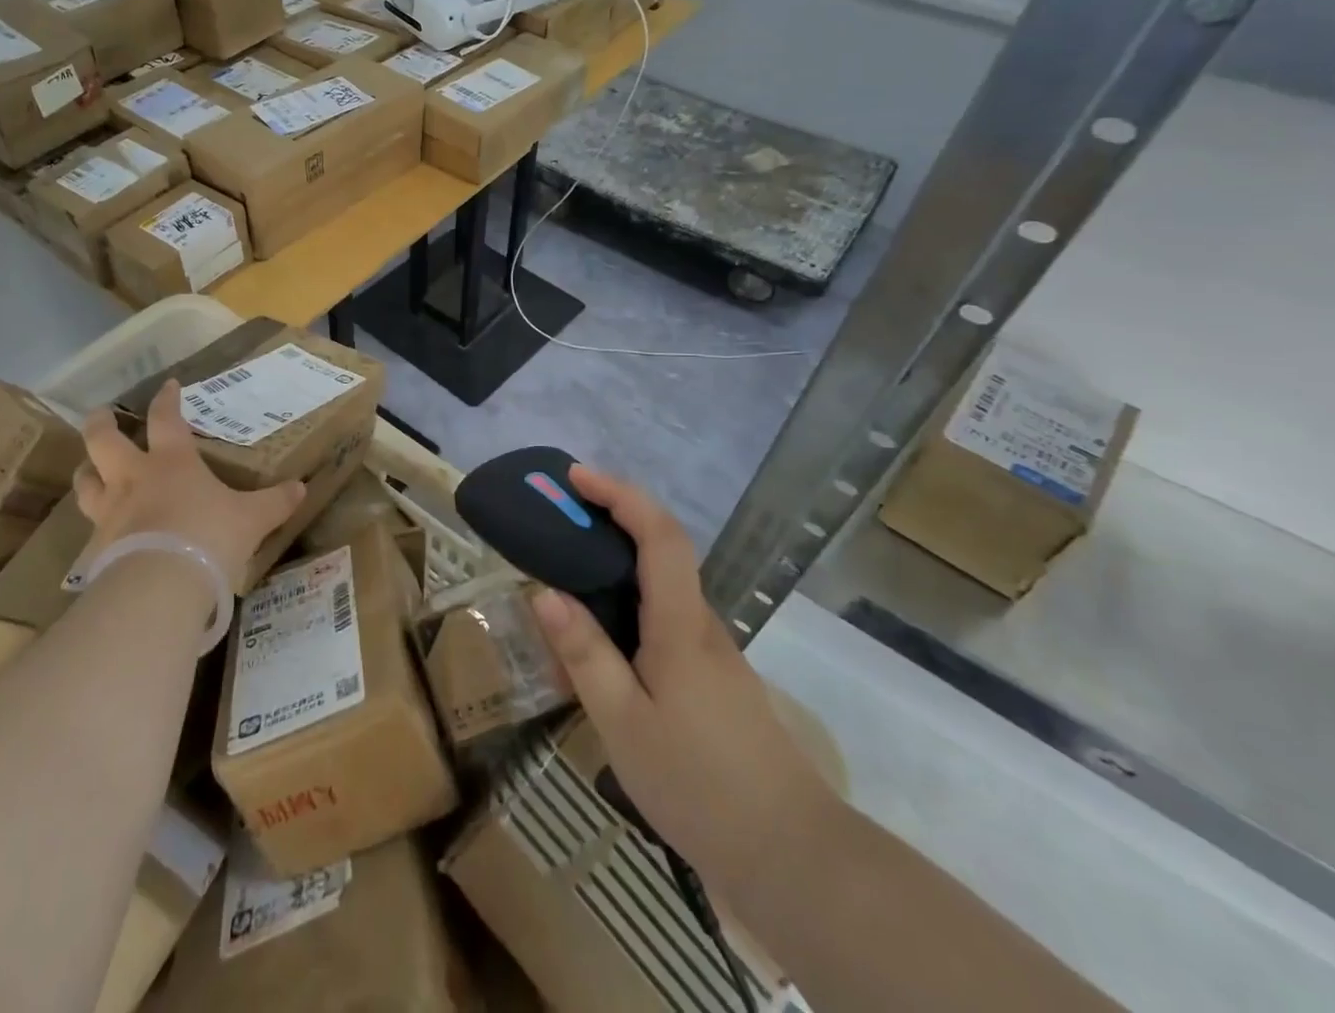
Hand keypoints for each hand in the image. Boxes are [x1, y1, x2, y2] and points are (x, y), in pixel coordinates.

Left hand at [73, 380, 305, 585]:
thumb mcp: (252, 519)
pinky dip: (95, 524)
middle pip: (104, 440)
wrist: (161, 585)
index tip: (168, 385)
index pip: (166, 418)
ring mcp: (110, 512)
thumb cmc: (209, 536)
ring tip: (89, 469)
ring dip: (87, 471)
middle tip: (101, 414)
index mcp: (172, 462)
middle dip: (101, 423)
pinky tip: (102, 532)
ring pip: (86, 482)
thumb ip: (275, 503)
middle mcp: (134, 479)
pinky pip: (90, 528)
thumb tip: (301, 489)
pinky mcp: (97, 548)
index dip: (167, 399)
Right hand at [531, 464, 837, 904]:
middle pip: (661, 550)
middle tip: (558, 520)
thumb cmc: (699, 784)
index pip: (659, 534)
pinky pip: (663, 624)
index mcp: (681, 624)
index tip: (576, 477)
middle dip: (611, 520)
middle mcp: (701, 624)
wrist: (789, 857)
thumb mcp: (623, 723)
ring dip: (614, 571)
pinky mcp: (712, 679)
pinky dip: (626, 613)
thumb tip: (545, 592)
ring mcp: (711, 653)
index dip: (620, 494)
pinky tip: (598, 653)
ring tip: (563, 586)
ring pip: (659, 590)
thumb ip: (585, 654)